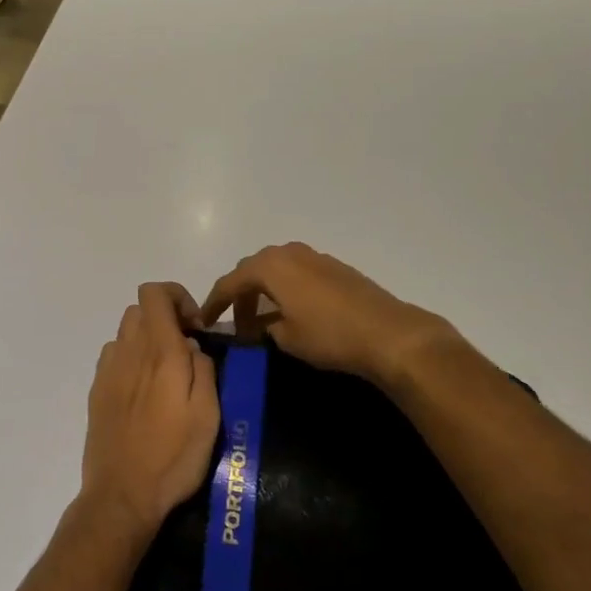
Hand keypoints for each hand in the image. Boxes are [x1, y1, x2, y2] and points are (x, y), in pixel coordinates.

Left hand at [79, 284, 220, 541]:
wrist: (122, 495)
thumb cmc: (173, 457)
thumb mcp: (208, 415)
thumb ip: (203, 369)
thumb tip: (192, 346)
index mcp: (160, 352)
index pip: (155, 293)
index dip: (177, 296)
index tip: (195, 327)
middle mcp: (129, 351)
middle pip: (140, 308)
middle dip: (165, 317)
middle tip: (184, 349)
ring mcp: (108, 370)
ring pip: (125, 331)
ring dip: (146, 338)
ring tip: (164, 372)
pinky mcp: (97, 390)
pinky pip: (114, 356)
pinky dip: (130, 358)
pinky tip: (143, 391)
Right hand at [199, 242, 460, 389]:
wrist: (387, 332)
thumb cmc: (329, 336)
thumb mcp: (286, 339)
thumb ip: (264, 327)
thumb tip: (258, 326)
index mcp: (270, 266)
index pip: (229, 282)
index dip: (214, 303)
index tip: (203, 322)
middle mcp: (288, 252)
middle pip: (251, 270)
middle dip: (240, 295)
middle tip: (237, 323)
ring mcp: (313, 256)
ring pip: (275, 268)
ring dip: (263, 290)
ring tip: (263, 319)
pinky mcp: (333, 266)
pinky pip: (296, 271)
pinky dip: (285, 288)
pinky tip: (291, 311)